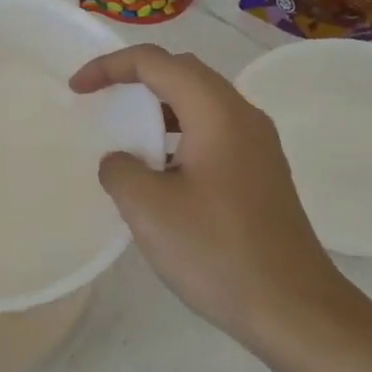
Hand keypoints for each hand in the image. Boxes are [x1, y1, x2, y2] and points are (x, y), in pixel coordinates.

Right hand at [69, 44, 355, 352]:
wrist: (294, 308)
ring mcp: (258, 146)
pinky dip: (179, 135)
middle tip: (100, 99)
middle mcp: (243, 117)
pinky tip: (161, 173)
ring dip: (159, 108)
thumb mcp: (149, 209)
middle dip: (136, 78)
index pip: (157, 63)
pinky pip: (213, 133)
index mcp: (217, 113)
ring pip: (201, 104)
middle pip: (184, 73)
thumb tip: (122, 161)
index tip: (77, 89)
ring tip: (126, 134)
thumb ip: (120, 170)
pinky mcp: (262, 174)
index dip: (110, 66)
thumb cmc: (217, 252)